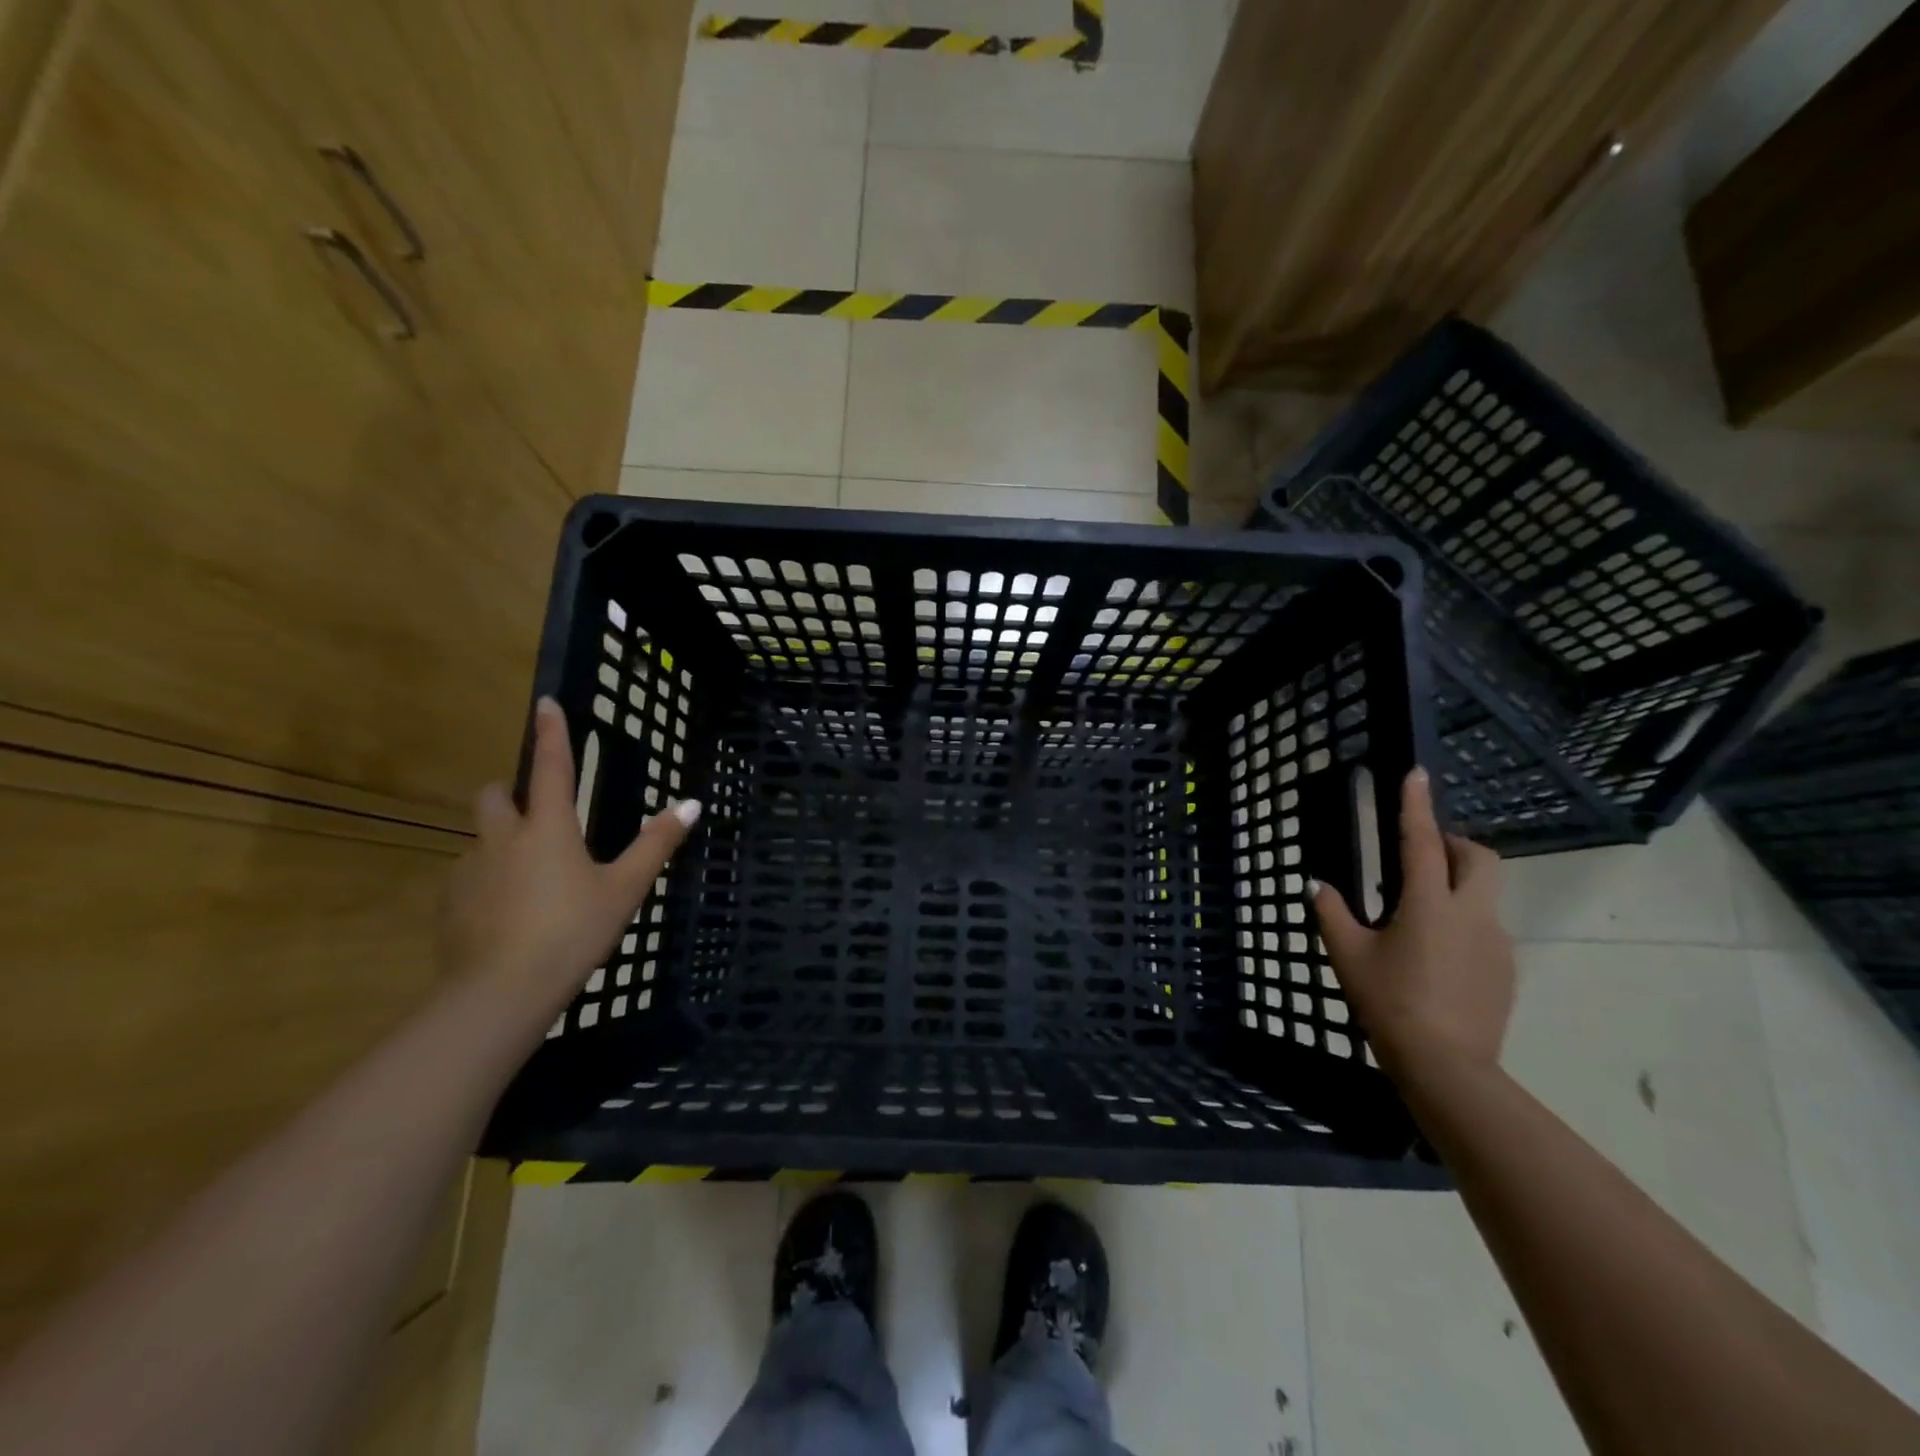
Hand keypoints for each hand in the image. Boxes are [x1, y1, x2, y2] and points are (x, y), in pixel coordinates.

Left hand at [440, 697, 698, 1003]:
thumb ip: (656, 844)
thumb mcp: (625, 888)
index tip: (545, 702)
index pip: (551, 767)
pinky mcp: (449, 903)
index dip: (552, 733)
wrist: (502, 991)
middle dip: (510, 793)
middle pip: (494, 795)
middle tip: (535, 815)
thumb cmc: (573, 930)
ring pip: (481, 839)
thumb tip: (691, 804)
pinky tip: (507, 914)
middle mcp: (503, 838)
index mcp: (549, 828)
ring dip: (501, 843)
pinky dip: (488, 882)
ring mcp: (470, 870)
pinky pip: (469, 877)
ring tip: (529, 879)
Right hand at [1313, 767, 1513, 1077]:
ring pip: (1483, 894)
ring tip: (1416, 913)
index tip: (1416, 774)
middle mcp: (1471, 914)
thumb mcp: (1348, 956)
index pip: (1421, 841)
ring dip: (1455, 885)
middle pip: (1478, 859)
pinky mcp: (1505, 969)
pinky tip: (1433, 953)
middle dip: (1452, 844)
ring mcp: (1495, 943)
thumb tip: (1316, 885)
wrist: (1447, 1067)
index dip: (1416, 805)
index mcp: (1428, 905)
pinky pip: (1484, 928)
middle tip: (1419, 855)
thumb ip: (1331, 913)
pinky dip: (1461, 921)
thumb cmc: (1389, 1003)